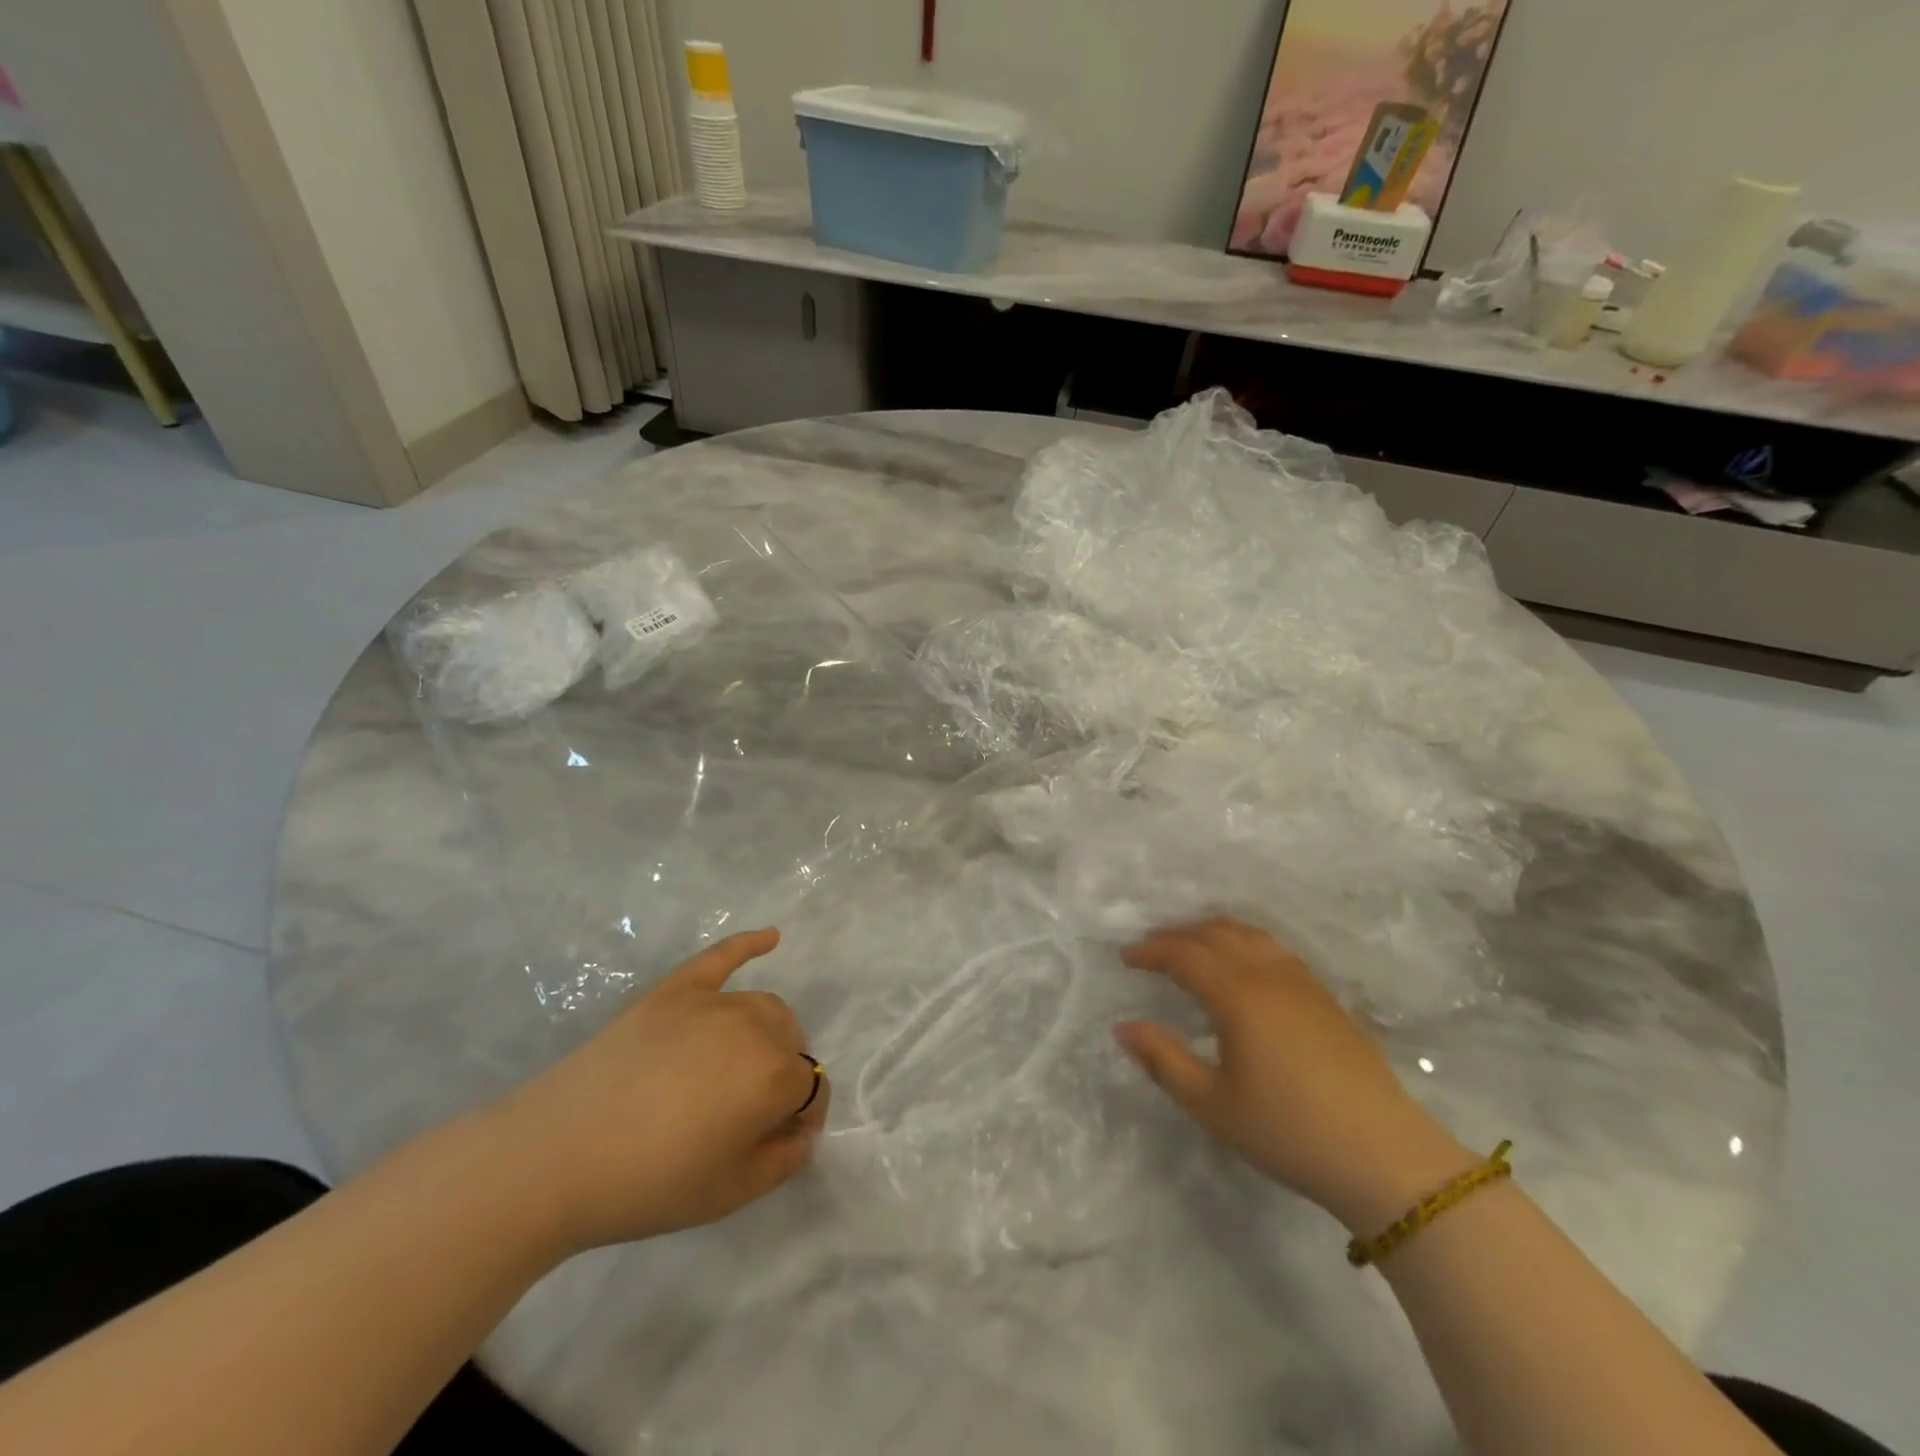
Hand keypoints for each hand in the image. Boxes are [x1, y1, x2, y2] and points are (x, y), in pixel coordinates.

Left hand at [494, 928, 827, 1252]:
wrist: (554, 1156)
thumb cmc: (647, 1184)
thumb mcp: (728, 1194)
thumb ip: (782, 1162)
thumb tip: (803, 1134)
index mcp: (772, 1076)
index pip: (811, 1089)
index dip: (801, 1118)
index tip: (780, 1142)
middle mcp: (753, 1026)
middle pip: (791, 1042)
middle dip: (785, 1074)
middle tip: (750, 1113)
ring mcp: (712, 1002)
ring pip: (764, 1006)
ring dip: (768, 1033)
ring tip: (740, 1066)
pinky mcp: (675, 990)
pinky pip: (722, 957)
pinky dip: (749, 944)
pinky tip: (770, 937)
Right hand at [1116, 919, 1472, 1232]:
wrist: (1384, 1156)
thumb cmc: (1288, 1131)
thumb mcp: (1212, 1105)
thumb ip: (1163, 1060)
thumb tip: (1123, 1027)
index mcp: (1237, 994)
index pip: (1183, 954)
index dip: (1150, 951)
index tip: (1125, 959)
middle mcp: (1268, 974)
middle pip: (1215, 933)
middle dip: (1177, 935)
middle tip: (1151, 951)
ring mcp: (1302, 982)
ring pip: (1249, 935)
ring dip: (1212, 933)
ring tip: (1191, 949)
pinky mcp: (1325, 997)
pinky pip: (1274, 949)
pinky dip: (1243, 943)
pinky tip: (1242, 968)